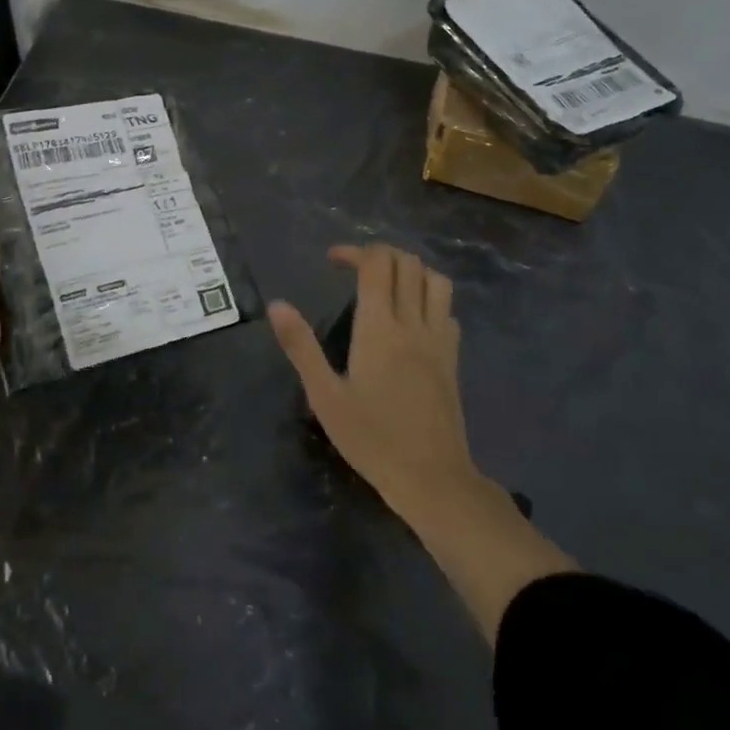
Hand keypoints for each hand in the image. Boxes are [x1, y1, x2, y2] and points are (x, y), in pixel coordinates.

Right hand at [267, 244, 472, 519]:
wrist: (432, 478)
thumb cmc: (371, 439)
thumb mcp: (325, 396)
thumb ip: (301, 346)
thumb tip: (277, 305)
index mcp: (379, 328)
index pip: (376, 264)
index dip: (354, 252)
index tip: (332, 261)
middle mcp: (413, 324)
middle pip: (407, 263)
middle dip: (380, 254)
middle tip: (355, 269)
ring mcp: (439, 340)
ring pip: (436, 280)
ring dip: (411, 270)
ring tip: (387, 285)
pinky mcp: (453, 358)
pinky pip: (447, 310)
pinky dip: (430, 299)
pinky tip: (412, 319)